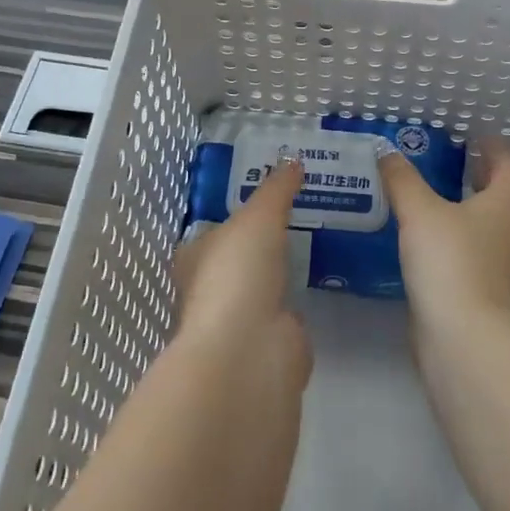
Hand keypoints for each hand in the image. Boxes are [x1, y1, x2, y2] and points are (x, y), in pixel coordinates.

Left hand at [172, 158, 310, 372]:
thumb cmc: (238, 273)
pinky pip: (282, 314)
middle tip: (294, 216)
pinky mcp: (265, 344)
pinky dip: (294, 302)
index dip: (232, 217)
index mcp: (194, 259)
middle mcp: (210, 290)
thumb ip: (276, 189)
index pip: (210, 232)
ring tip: (310, 245)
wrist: (250, 350)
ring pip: (259, 288)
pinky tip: (314, 285)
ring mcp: (238, 320)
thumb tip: (293, 160)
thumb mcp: (258, 217)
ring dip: (277, 274)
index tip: (262, 199)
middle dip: (259, 244)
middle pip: (235, 260)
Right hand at [378, 136, 509, 335]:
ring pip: (483, 222)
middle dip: (477, 174)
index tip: (472, 135)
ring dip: (461, 205)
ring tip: (424, 191)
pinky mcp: (478, 287)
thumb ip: (402, 179)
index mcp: (506, 203)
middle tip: (445, 158)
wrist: (462, 337)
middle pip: (500, 193)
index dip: (493, 146)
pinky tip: (418, 233)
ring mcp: (497, 262)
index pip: (509, 163)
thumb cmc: (451, 260)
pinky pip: (466, 248)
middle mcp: (509, 229)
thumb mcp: (420, 210)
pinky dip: (449, 234)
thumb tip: (387, 152)